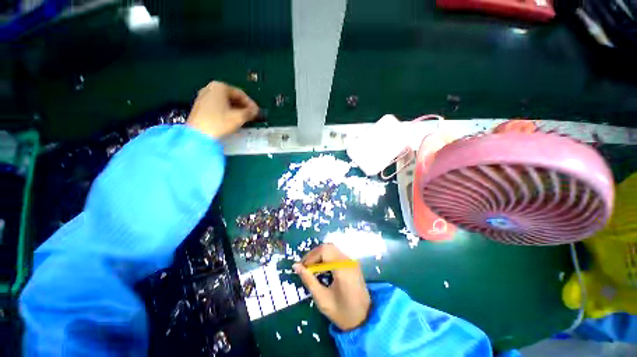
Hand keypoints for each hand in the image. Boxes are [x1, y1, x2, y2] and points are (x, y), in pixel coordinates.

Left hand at [186, 81, 258, 137]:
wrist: (198, 134)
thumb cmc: (219, 122)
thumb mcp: (239, 117)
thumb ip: (249, 112)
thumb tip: (256, 110)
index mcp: (219, 87)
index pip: (240, 93)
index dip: (250, 103)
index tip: (257, 112)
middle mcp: (210, 88)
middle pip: (232, 96)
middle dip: (243, 106)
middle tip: (251, 115)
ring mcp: (203, 97)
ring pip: (225, 101)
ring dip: (236, 109)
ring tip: (244, 118)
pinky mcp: (200, 106)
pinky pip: (218, 105)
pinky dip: (227, 111)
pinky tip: (232, 119)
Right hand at [293, 244, 370, 330]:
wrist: (364, 320)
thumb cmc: (342, 312)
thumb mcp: (322, 299)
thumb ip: (308, 280)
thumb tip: (295, 266)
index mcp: (342, 268)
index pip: (324, 251)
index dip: (310, 256)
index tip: (301, 267)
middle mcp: (348, 260)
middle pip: (328, 247)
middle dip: (314, 254)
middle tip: (305, 266)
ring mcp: (351, 261)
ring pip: (332, 249)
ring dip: (320, 255)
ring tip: (311, 267)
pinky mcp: (352, 264)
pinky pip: (337, 254)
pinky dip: (327, 257)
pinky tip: (321, 268)